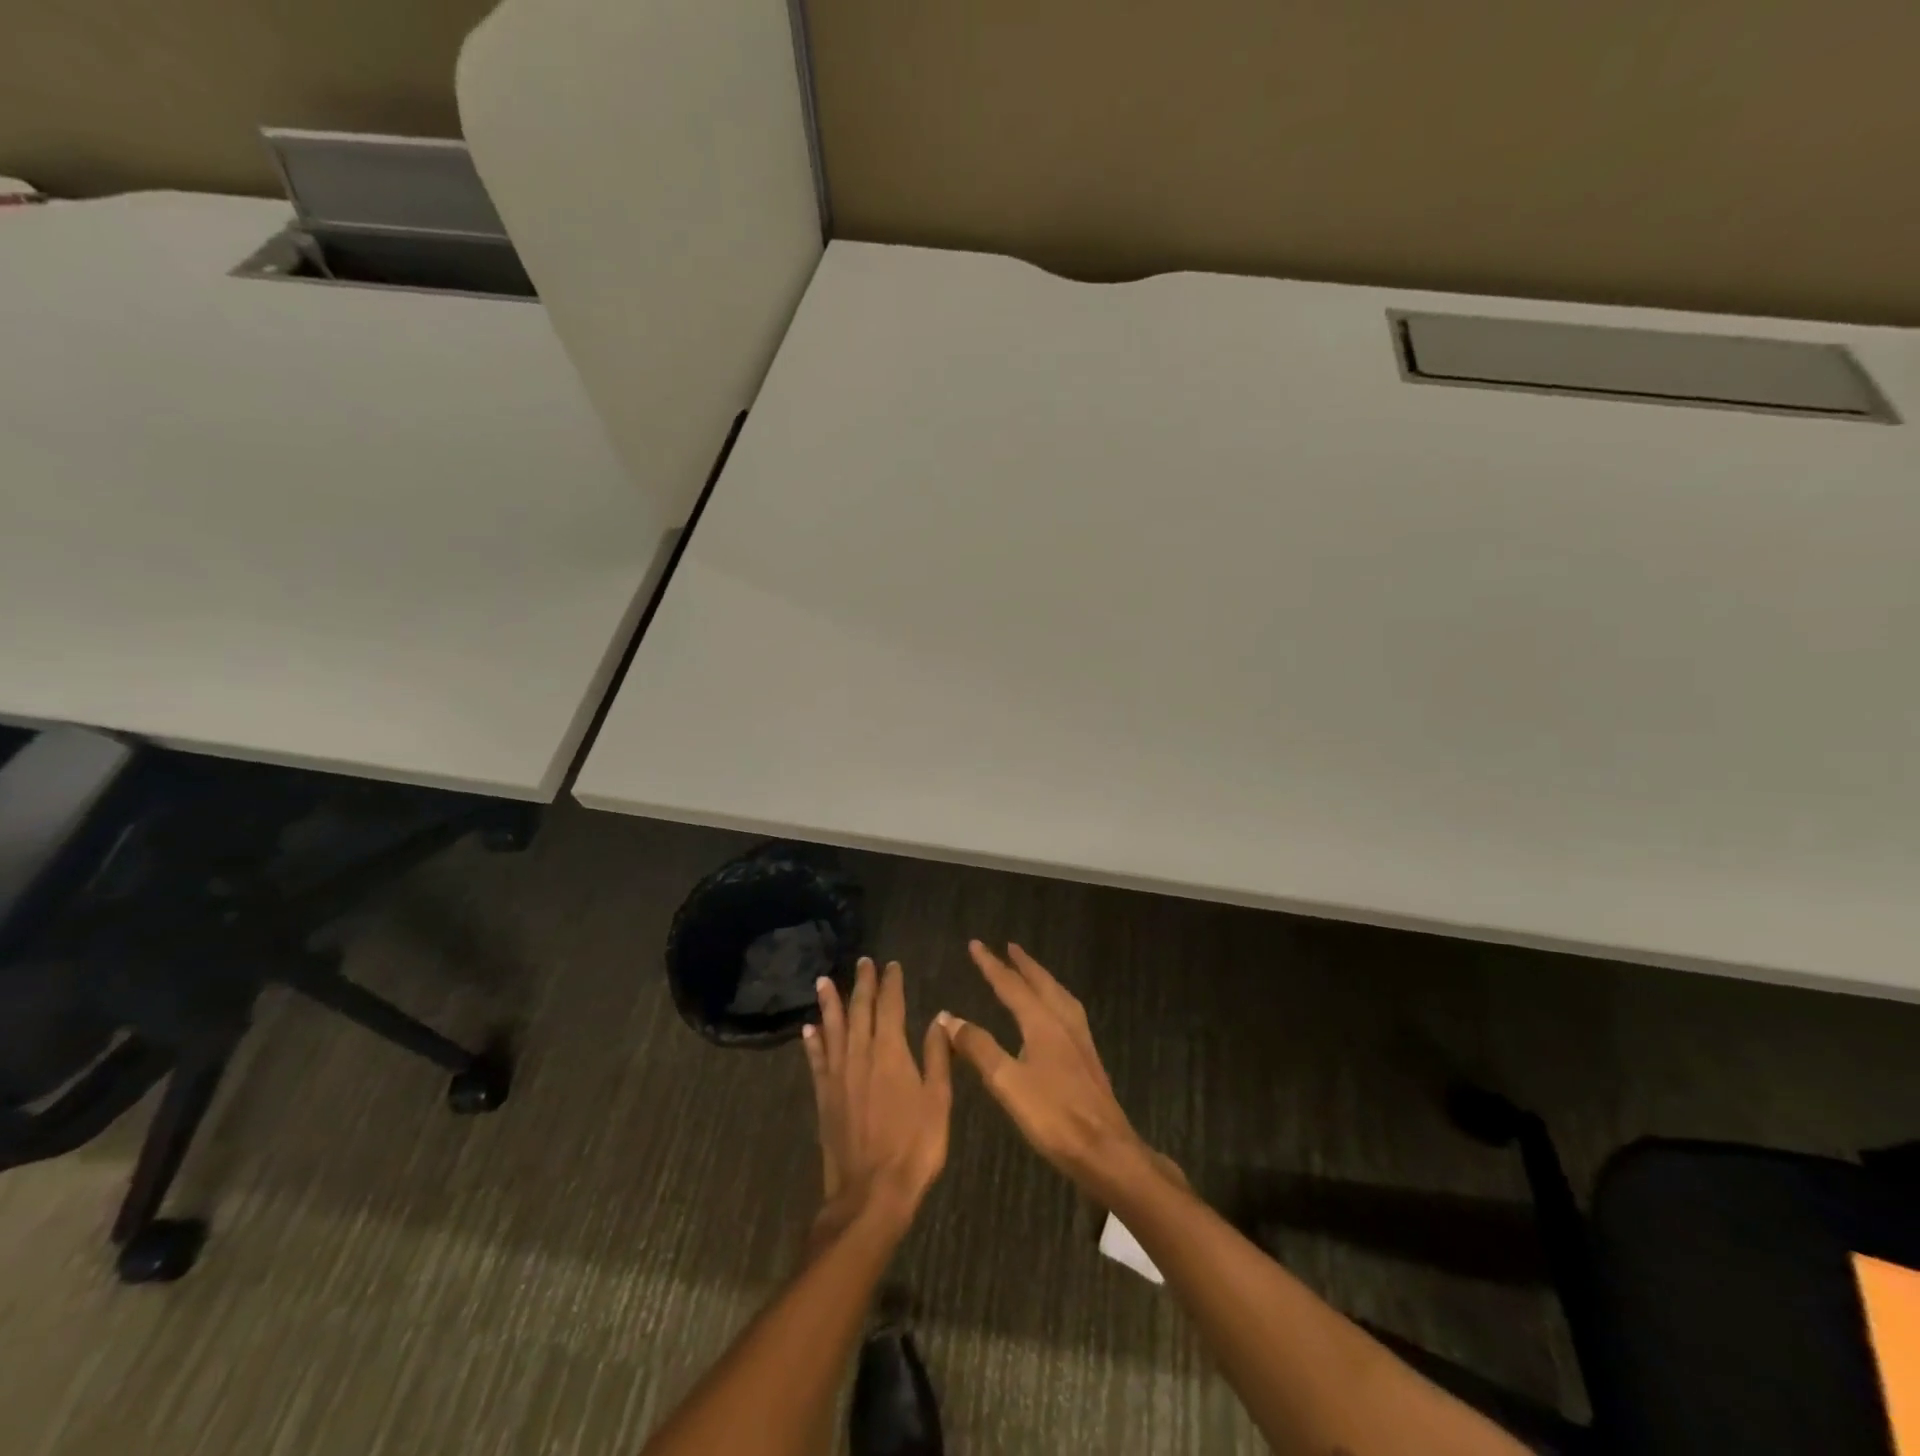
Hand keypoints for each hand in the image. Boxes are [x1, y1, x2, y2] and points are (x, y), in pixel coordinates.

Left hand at [804, 957, 952, 1244]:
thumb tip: (939, 1018)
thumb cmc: (914, 1147)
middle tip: (863, 962)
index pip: (890, 1006)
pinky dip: (813, 1042)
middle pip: (860, 1010)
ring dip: (830, 1004)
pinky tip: (808, 1030)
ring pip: (832, 1029)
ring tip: (823, 981)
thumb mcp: (938, 1101)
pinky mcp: (824, 1097)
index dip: (891, 983)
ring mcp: (838, 1076)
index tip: (891, 965)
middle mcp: (860, 1055)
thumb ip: (937, 1056)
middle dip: (863, 984)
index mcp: (890, 1052)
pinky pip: (816, 1061)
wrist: (871, 1193)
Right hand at [941, 941, 1161, 1196]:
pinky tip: (1054, 1014)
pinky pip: (1068, 1011)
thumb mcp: (1007, 1083)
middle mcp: (1063, 1022)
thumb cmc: (1054, 1116)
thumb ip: (979, 1048)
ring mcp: (1080, 1039)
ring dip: (1041, 978)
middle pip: (1041, 983)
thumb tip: (949, 1017)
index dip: (991, 965)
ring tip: (1031, 973)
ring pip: (1059, 995)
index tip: (976, 944)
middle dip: (1022, 964)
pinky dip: (1054, 998)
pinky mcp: (1088, 1057)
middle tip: (1009, 947)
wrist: (1107, 1150)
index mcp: (1042, 1023)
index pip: (1011, 985)